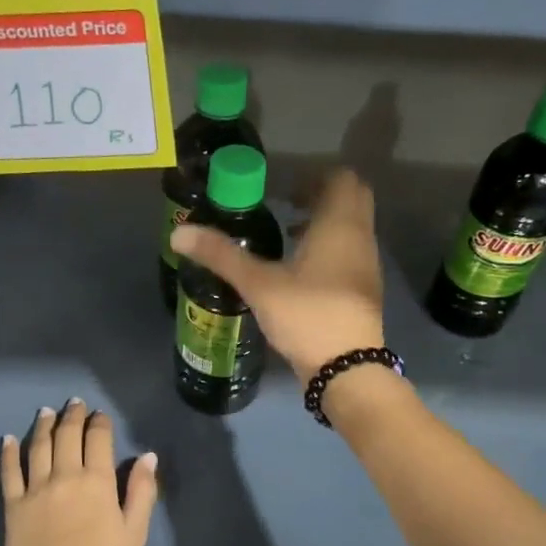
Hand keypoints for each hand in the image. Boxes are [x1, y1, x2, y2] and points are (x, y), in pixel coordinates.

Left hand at [0, 399, 156, 545]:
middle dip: (72, 416)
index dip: (100, 423)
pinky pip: (9, 471)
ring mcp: (35, 489)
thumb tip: (147, 456)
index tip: (100, 415)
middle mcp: (65, 476)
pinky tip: (9, 439)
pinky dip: (9, 452)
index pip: (98, 439)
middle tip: (74, 403)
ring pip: (38, 446)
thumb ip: (142, 492)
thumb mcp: (134, 534)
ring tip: (46, 412)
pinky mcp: (13, 506)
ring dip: (43, 425)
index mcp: (98, 481)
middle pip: (67, 435)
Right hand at [170, 168, 385, 381]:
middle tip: (285, 207)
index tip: (283, 190)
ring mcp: (367, 266)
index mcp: (339, 225)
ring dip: (325, 224)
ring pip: (352, 228)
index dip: (313, 177)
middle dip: (320, 197)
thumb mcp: (258, 284)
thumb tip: (179, 233)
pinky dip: (330, 250)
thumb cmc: (306, 315)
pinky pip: (351, 253)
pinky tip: (301, 273)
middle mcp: (360, 238)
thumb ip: (221, 255)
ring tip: (287, 237)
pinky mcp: (364, 291)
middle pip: (351, 199)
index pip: (341, 179)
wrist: (346, 368)